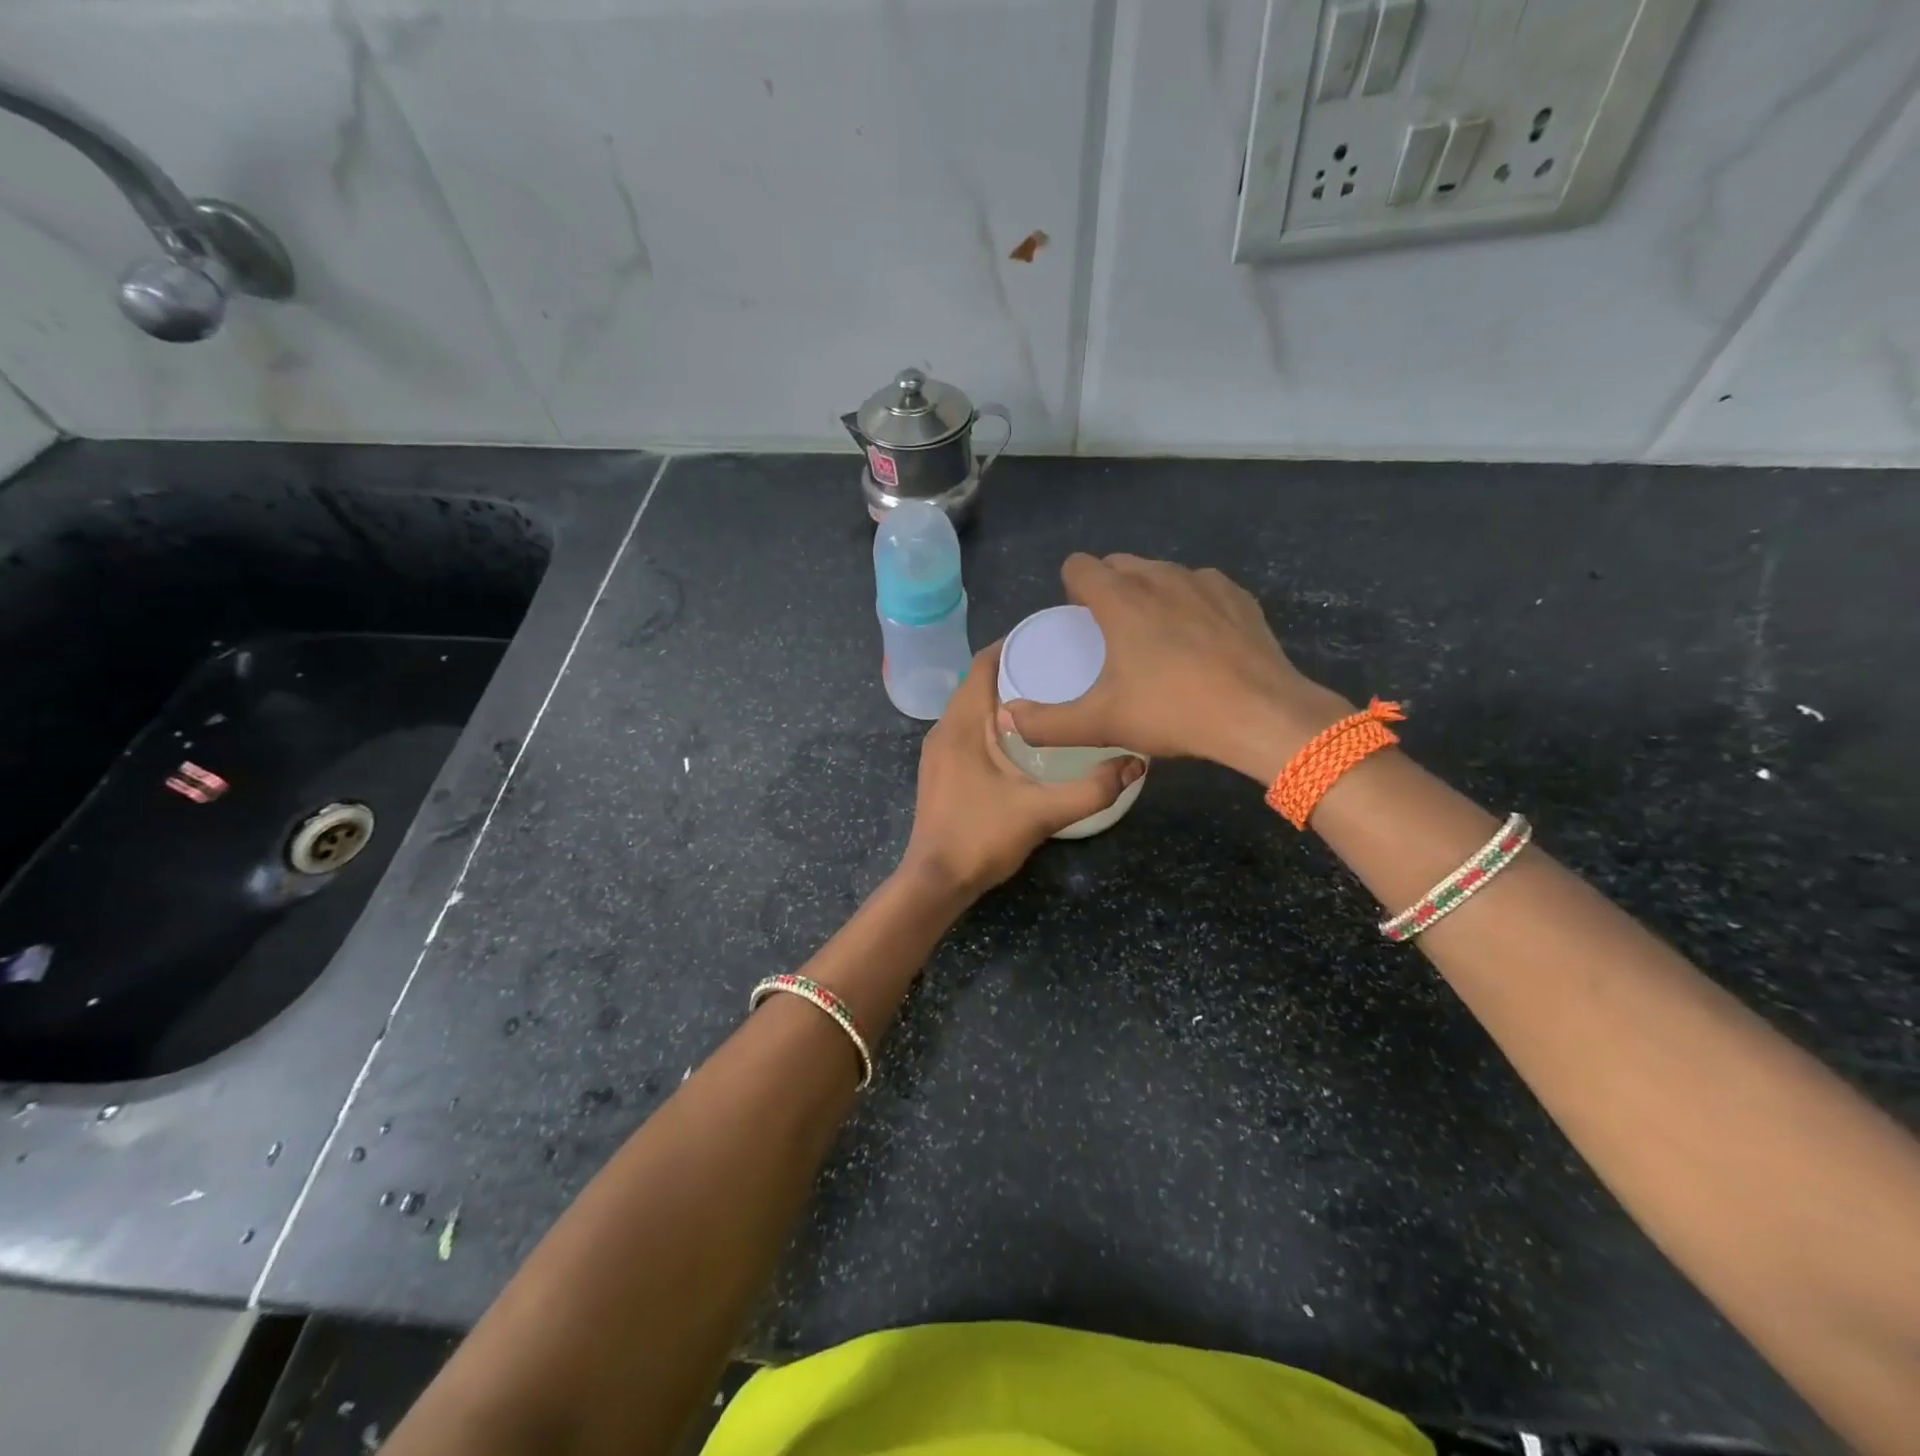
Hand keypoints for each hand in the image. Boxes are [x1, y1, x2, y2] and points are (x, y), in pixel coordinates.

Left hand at [901, 640, 1144, 897]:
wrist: (935, 881)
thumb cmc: (982, 839)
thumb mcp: (1042, 813)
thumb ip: (1091, 789)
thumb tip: (1137, 763)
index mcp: (962, 725)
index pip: (982, 664)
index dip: (1012, 644)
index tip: (1050, 636)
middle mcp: (944, 729)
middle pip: (977, 682)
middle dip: (1013, 668)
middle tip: (1059, 665)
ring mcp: (938, 750)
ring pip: (970, 706)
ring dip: (1002, 695)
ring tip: (1046, 693)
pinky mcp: (941, 769)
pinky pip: (966, 727)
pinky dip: (991, 719)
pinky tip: (1022, 734)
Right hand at [1002, 554, 1352, 784]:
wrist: (1261, 715)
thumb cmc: (1173, 712)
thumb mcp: (1101, 724)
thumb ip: (1047, 723)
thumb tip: (1008, 719)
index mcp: (1120, 599)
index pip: (1079, 566)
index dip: (1070, 587)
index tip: (1076, 618)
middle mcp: (1159, 577)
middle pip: (1119, 564)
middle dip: (1108, 588)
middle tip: (1110, 634)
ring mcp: (1203, 582)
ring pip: (1161, 573)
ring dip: (1148, 594)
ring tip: (1154, 637)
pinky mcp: (1238, 596)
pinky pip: (1200, 587)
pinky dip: (1189, 604)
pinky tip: (1198, 640)